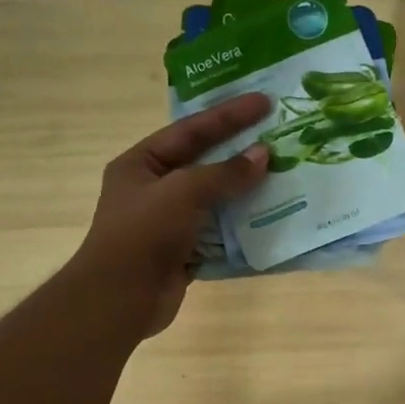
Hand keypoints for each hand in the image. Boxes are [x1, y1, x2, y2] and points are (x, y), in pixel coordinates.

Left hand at [77, 93, 271, 336]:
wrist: (120, 300)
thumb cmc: (143, 235)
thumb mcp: (183, 193)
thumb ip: (225, 173)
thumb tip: (263, 156)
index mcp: (141, 164)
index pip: (190, 130)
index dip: (228, 115)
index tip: (263, 103)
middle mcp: (155, 188)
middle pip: (205, 162)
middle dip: (241, 151)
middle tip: (279, 135)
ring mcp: (171, 221)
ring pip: (216, 198)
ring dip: (247, 189)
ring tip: (284, 175)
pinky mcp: (185, 250)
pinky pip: (221, 230)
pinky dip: (244, 224)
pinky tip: (272, 216)